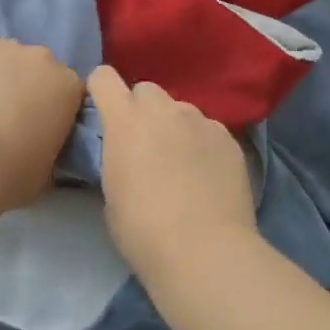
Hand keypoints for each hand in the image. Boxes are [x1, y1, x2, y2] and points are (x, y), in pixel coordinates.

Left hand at [0, 35, 83, 209]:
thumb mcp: (48, 169)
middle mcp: (45, 57)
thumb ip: (51, 147)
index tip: (36, 125)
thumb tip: (41, 145)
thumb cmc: (13, 174)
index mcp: (70, 86)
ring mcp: (8, 45)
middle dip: (24, 85)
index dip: (51, 106)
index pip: (67, 89)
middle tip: (4, 116)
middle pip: (37, 67)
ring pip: (3, 57)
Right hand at [87, 66, 259, 287]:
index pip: (104, 78)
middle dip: (142, 110)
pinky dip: (203, 144)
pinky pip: (208, 130)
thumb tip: (129, 155)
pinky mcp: (228, 138)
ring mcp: (200, 120)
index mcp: (125, 120)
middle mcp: (163, 109)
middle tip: (146, 145)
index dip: (101, 91)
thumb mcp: (111, 192)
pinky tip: (207, 175)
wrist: (204, 251)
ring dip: (175, 127)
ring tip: (182, 164)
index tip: (104, 112)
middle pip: (146, 91)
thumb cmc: (142, 230)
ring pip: (181, 110)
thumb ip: (117, 158)